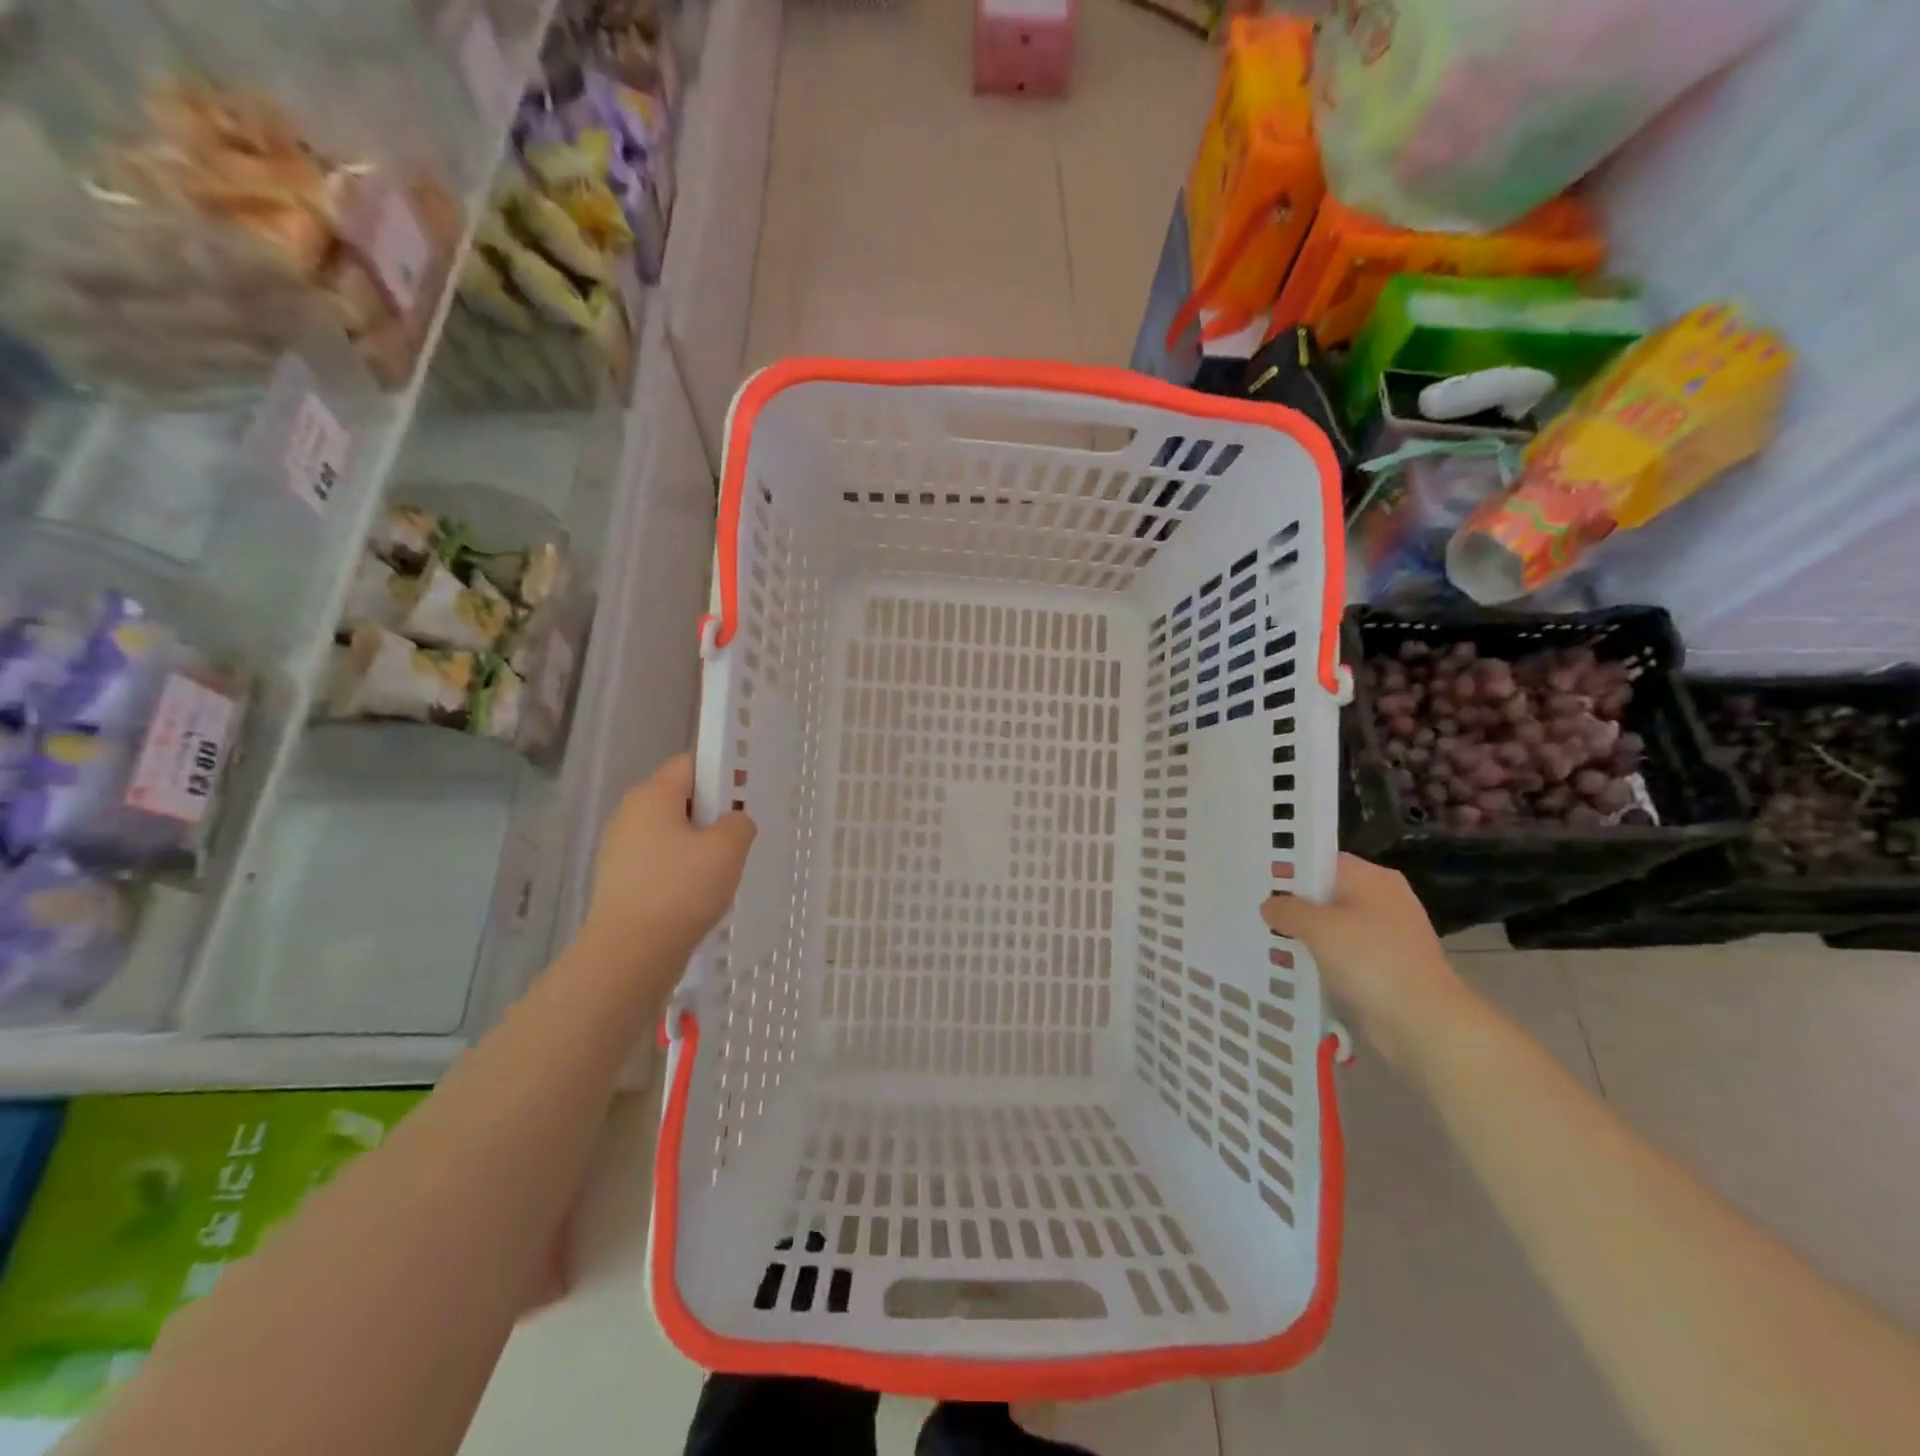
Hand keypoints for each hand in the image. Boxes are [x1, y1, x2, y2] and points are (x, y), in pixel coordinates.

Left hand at [583, 753, 755, 967]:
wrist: (630, 953)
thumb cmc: (682, 889)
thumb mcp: (728, 849)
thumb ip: (739, 823)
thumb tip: (732, 823)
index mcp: (652, 795)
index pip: (690, 764)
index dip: (720, 773)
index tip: (742, 798)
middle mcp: (629, 814)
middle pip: (679, 798)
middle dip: (711, 814)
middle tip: (736, 840)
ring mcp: (619, 849)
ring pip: (670, 833)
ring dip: (697, 846)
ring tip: (719, 873)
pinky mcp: (618, 881)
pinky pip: (658, 862)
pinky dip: (679, 871)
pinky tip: (696, 896)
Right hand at [1261, 854, 1466, 1067]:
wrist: (1423, 1025)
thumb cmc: (1371, 961)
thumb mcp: (1318, 927)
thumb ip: (1287, 909)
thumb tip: (1270, 905)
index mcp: (1372, 878)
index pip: (1321, 860)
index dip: (1288, 868)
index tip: (1256, 880)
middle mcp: (1382, 900)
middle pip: (1325, 894)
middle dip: (1292, 904)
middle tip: (1252, 909)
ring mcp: (1384, 936)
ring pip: (1331, 926)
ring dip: (1303, 935)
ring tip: (1263, 939)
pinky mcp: (1382, 968)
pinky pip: (1341, 954)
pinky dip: (1319, 959)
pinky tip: (1290, 966)